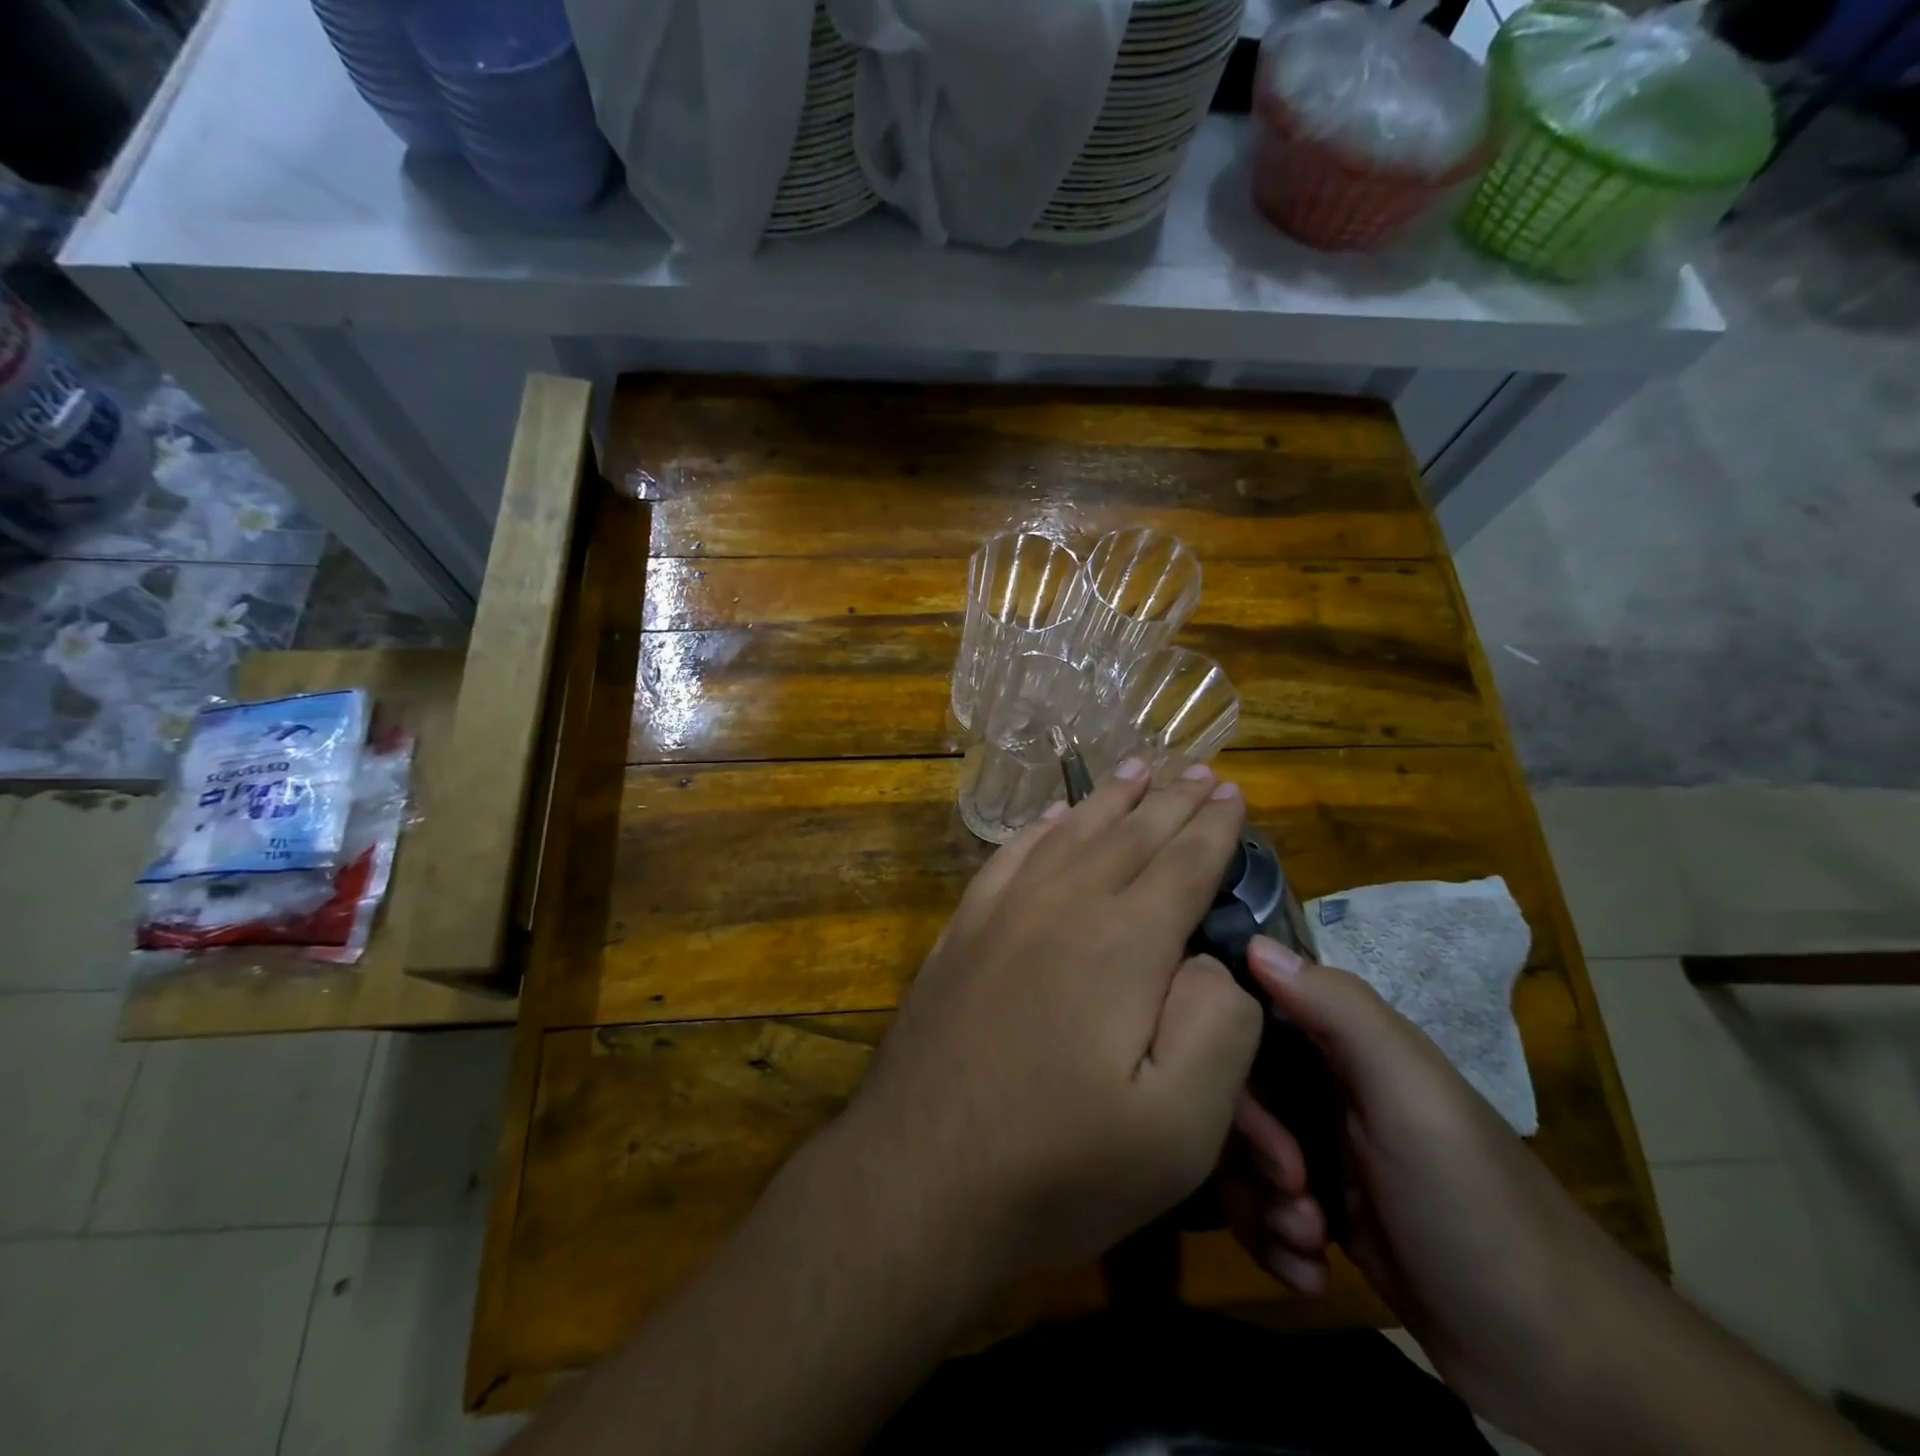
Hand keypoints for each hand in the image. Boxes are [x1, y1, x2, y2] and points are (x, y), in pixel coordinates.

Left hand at [842, 759, 1262, 1279]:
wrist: (920, 1177)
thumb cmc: (1059, 1166)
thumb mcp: (1178, 1130)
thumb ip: (1218, 1029)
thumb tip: (1211, 963)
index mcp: (1123, 943)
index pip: (1182, 863)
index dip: (1213, 826)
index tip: (1233, 792)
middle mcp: (1063, 905)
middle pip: (1129, 834)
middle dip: (1170, 799)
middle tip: (1198, 769)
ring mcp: (1003, 912)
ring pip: (1070, 833)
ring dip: (1109, 798)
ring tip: (1136, 767)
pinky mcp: (962, 931)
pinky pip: (1010, 856)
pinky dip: (1040, 827)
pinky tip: (1052, 816)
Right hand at [1224, 939, 1625, 1440]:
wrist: (1563, 1364)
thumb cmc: (1475, 1206)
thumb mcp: (1411, 1097)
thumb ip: (1339, 1011)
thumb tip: (1252, 941)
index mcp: (1345, 1045)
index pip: (1249, 1016)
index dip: (1228, 1058)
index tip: (1241, 1111)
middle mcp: (1327, 1087)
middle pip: (1235, 1091)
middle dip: (1248, 1150)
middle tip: (1295, 1192)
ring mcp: (1325, 1152)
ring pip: (1239, 1154)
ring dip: (1258, 1205)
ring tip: (1308, 1243)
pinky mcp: (1326, 1214)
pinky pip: (1259, 1208)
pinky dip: (1273, 1242)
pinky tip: (1311, 1271)